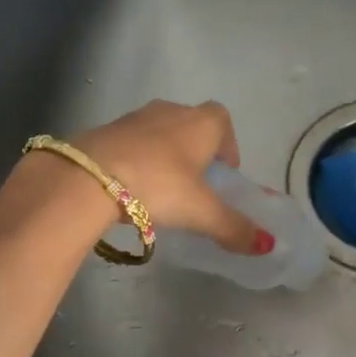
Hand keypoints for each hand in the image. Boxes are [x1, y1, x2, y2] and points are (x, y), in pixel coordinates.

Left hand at [76, 100, 269, 254]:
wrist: (88, 176)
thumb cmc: (159, 185)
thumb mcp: (202, 212)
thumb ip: (234, 227)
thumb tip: (268, 245)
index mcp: (200, 123)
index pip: (222, 120)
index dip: (227, 144)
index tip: (223, 173)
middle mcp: (170, 111)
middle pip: (191, 124)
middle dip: (196, 151)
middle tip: (194, 185)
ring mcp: (134, 118)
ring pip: (159, 132)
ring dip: (165, 154)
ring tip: (162, 189)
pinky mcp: (105, 131)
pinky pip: (130, 143)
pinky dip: (136, 159)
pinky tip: (131, 188)